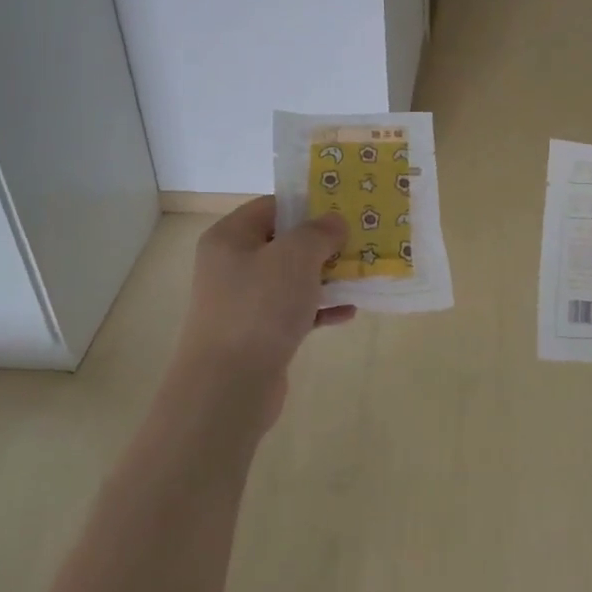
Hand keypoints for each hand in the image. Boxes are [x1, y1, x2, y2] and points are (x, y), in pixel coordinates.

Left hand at [172, 196, 354, 427]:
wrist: (229, 386)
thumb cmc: (259, 307)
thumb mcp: (295, 256)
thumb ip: (319, 232)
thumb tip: (334, 222)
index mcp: (230, 237)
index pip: (272, 207)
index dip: (307, 205)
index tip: (344, 209)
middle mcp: (232, 265)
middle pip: (284, 243)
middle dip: (323, 243)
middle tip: (360, 240)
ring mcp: (244, 302)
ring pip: (292, 279)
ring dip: (326, 276)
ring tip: (363, 273)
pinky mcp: (258, 334)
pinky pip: (294, 311)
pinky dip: (320, 309)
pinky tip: (349, 312)